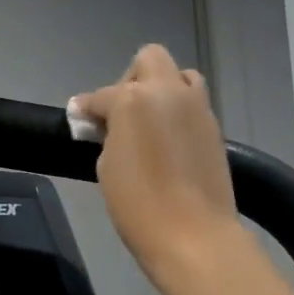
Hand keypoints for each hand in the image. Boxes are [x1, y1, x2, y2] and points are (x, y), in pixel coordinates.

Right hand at [74, 44, 239, 278]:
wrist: (193, 234)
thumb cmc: (139, 206)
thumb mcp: (108, 168)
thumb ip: (108, 136)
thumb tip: (109, 127)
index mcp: (133, 100)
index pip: (101, 95)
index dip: (86, 108)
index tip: (78, 119)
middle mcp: (168, 92)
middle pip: (149, 60)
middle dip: (131, 80)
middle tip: (121, 113)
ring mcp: (197, 107)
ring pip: (180, 75)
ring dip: (163, 89)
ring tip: (151, 122)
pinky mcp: (214, 127)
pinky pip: (194, 103)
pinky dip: (179, 112)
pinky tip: (169, 140)